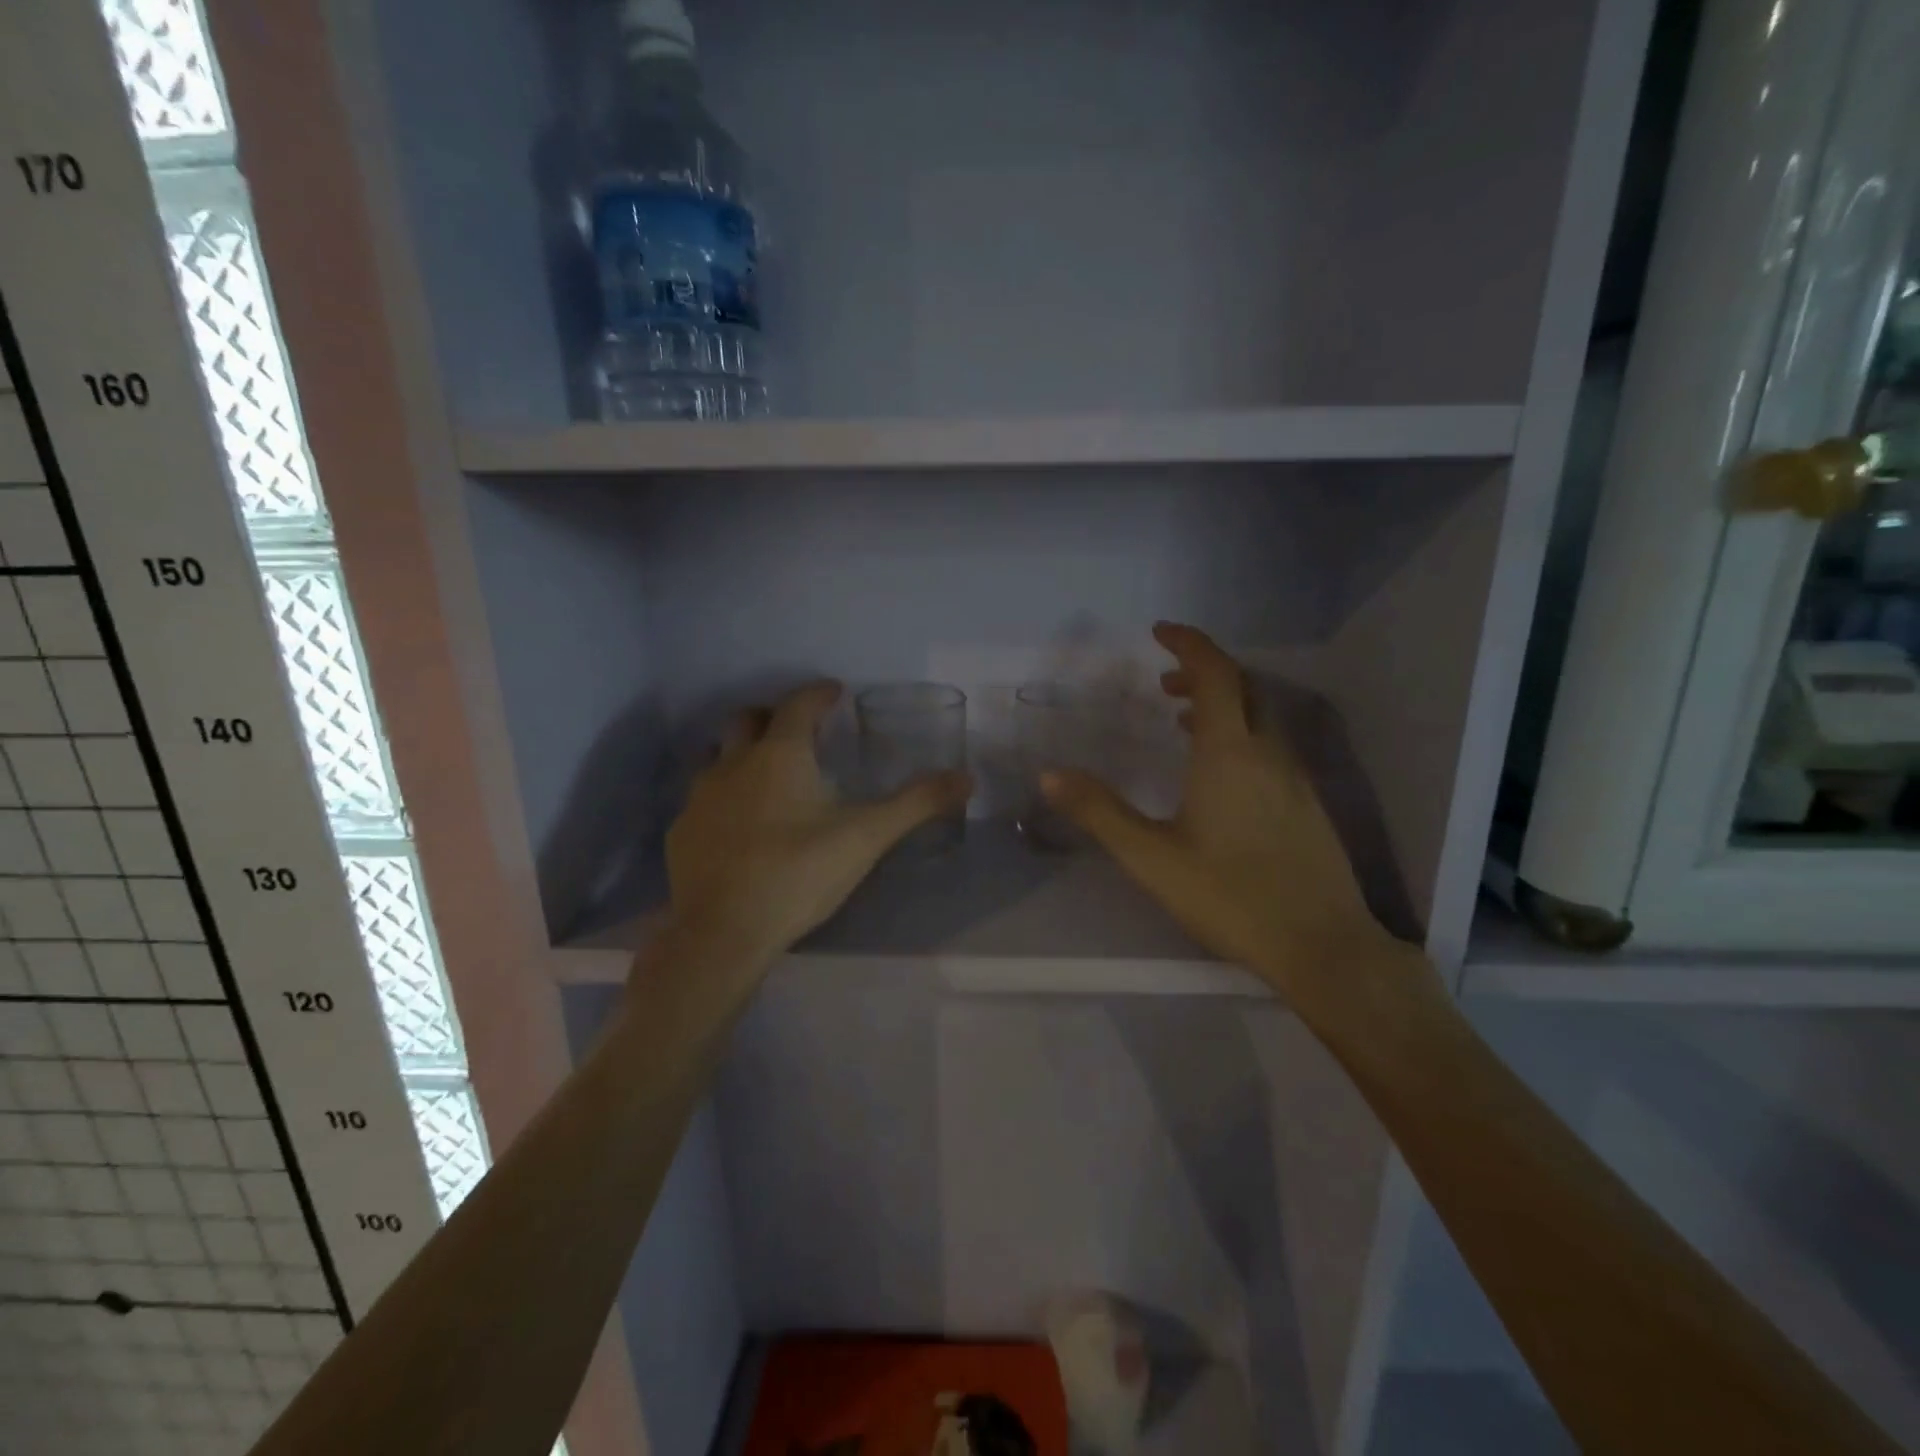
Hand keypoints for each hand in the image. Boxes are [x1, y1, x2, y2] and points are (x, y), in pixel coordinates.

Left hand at [665, 682, 971, 966]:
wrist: (723, 933)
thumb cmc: (798, 874)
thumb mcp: (866, 837)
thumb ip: (916, 804)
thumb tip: (966, 778)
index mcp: (780, 755)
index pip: (799, 704)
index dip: (819, 693)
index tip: (834, 692)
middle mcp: (733, 764)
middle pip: (748, 719)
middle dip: (774, 716)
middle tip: (800, 731)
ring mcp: (700, 798)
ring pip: (718, 757)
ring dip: (742, 754)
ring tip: (767, 776)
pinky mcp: (681, 832)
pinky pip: (702, 800)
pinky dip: (723, 799)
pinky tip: (738, 826)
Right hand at [1042, 623, 1405, 1001]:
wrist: (1322, 946)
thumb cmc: (1230, 896)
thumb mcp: (1151, 857)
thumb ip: (1100, 812)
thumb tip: (1051, 775)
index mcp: (1230, 753)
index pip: (1215, 674)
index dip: (1189, 645)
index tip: (1160, 632)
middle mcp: (1269, 753)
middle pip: (1243, 688)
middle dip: (1203, 673)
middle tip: (1163, 683)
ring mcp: (1295, 778)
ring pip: (1260, 718)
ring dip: (1222, 705)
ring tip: (1180, 722)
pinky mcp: (1308, 805)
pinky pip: (1272, 746)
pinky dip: (1241, 736)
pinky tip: (1219, 775)